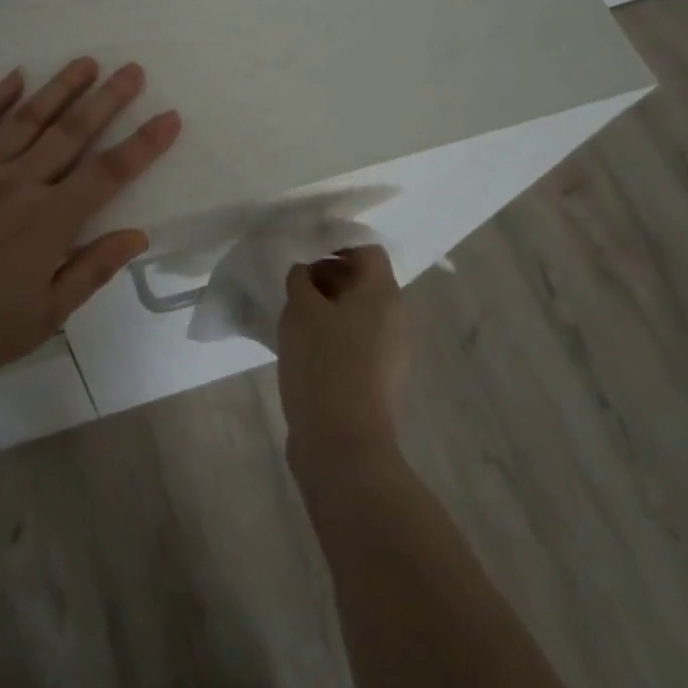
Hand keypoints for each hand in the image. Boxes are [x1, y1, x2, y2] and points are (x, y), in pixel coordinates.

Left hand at [0, 58, 180, 382]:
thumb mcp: (44, 318)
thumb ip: (91, 271)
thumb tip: (137, 235)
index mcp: (49, 221)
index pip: (109, 173)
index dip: (143, 144)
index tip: (169, 117)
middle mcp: (19, 184)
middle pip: (72, 133)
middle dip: (107, 99)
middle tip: (132, 70)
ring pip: (27, 119)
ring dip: (59, 88)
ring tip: (86, 62)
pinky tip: (14, 77)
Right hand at [277, 245, 409, 477]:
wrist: (342, 442)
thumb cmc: (323, 362)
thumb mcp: (301, 309)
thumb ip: (300, 280)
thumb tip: (305, 273)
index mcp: (383, 293)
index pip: (367, 251)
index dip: (335, 244)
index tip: (303, 254)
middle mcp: (395, 317)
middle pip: (363, 281)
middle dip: (328, 277)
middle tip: (293, 285)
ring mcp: (390, 351)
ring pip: (358, 312)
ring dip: (327, 308)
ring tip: (293, 316)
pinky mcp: (377, 378)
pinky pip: (356, 340)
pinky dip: (333, 335)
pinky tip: (303, 347)